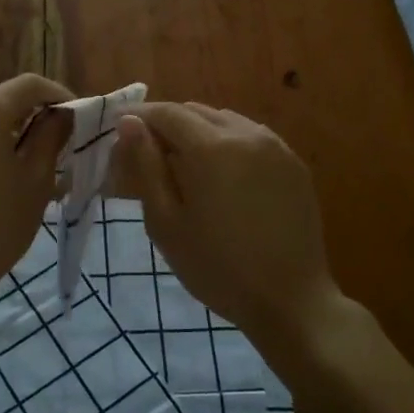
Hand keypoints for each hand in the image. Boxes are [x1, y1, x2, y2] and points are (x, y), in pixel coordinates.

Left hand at [0, 73, 73, 318]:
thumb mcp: (36, 182)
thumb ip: (52, 137)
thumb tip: (63, 113)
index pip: (29, 85)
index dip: (58, 95)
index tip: (76, 119)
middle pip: (0, 101)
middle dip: (31, 118)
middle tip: (54, 149)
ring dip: (4, 134)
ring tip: (22, 169)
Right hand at [110, 101, 340, 365]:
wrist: (291, 300)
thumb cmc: (217, 267)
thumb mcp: (166, 222)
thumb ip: (146, 166)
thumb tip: (129, 123)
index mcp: (210, 147)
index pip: (166, 113)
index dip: (139, 117)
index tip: (119, 129)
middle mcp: (245, 134)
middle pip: (196, 112)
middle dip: (167, 123)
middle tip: (147, 151)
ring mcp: (275, 146)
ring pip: (225, 120)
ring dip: (198, 130)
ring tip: (183, 162)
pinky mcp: (294, 164)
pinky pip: (252, 137)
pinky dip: (227, 142)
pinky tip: (221, 173)